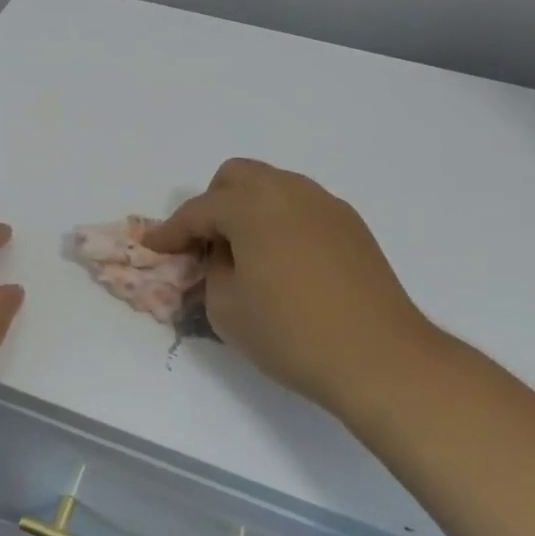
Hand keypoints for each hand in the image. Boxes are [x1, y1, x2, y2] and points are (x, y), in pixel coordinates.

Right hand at [147, 159, 442, 416]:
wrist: (380, 358)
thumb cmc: (291, 334)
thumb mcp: (226, 308)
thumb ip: (211, 270)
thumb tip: (221, 256)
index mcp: (252, 206)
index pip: (198, 210)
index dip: (171, 231)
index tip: (154, 247)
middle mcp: (289, 191)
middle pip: (237, 177)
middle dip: (212, 204)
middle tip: (204, 244)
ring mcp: (325, 205)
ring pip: (273, 186)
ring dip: (248, 209)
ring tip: (244, 252)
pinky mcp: (351, 225)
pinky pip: (301, 206)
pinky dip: (280, 221)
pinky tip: (283, 260)